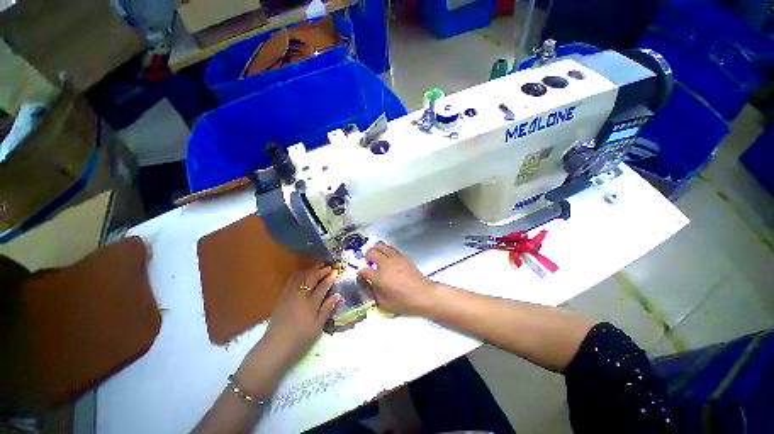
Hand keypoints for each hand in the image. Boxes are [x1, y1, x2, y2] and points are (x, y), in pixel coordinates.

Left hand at [237, 265, 339, 394]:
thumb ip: (327, 309)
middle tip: (329, 266)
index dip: (330, 278)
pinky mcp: (282, 297)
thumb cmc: (300, 340)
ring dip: (310, 270)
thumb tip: (338, 295)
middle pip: (311, 278)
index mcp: (310, 303)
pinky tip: (303, 274)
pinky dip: (300, 274)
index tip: (336, 271)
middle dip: (321, 270)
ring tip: (318, 267)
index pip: (323, 286)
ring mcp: (289, 295)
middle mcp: (300, 296)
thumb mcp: (318, 327)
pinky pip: (291, 281)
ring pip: (300, 277)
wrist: (275, 347)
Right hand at [358, 242, 436, 315]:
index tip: (362, 275)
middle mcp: (386, 264)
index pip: (364, 270)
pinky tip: (388, 258)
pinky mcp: (403, 256)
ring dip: (376, 250)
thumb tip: (369, 283)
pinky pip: (391, 248)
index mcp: (380, 277)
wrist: (423, 295)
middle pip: (371, 251)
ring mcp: (395, 258)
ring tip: (378, 258)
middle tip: (369, 263)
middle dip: (367, 257)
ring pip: (381, 245)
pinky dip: (386, 250)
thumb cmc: (404, 302)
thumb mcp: (384, 303)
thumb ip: (374, 292)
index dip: (360, 273)